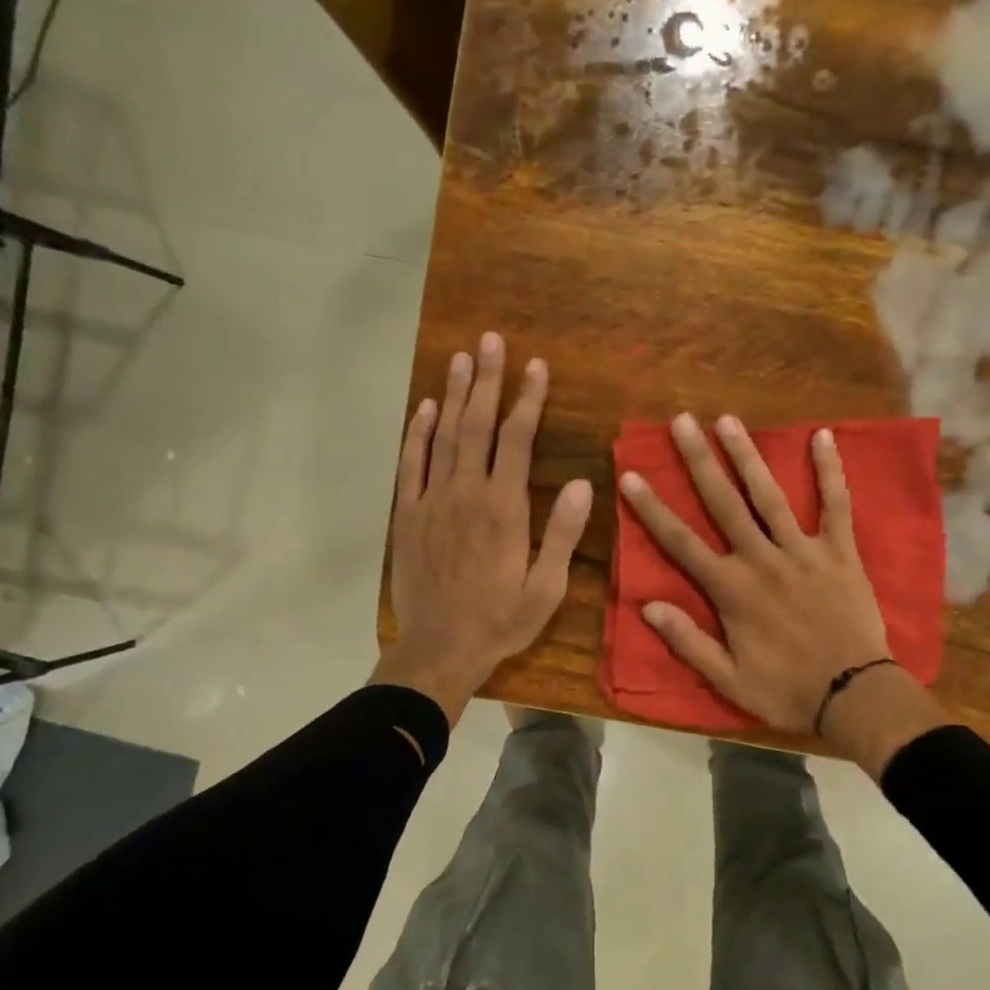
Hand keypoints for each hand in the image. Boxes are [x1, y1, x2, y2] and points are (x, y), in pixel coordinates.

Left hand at [373, 333, 592, 724]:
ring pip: (443, 436)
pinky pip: (412, 465)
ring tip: (461, 358)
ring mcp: (432, 502)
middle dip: (487, 380)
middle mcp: (466, 494)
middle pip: (477, 425)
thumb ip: (562, 533)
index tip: (536, 366)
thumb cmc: (500, 621)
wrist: (439, 649)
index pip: (517, 440)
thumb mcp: (546, 587)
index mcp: (504, 509)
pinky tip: (423, 408)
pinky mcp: (409, 516)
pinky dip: (417, 433)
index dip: (527, 400)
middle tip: (492, 341)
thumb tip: (581, 482)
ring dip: (453, 395)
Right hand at [619, 413, 896, 735]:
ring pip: (771, 496)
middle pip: (725, 504)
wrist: (854, 696)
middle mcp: (763, 560)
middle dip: (700, 461)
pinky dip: (830, 471)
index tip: (631, 475)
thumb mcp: (729, 679)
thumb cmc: (787, 690)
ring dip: (748, 456)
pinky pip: (837, 505)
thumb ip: (688, 641)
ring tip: (728, 420)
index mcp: (732, 590)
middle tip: (682, 422)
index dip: (653, 509)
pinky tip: (823, 436)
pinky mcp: (841, 552)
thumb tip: (647, 606)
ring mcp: (804, 551)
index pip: (682, 543)